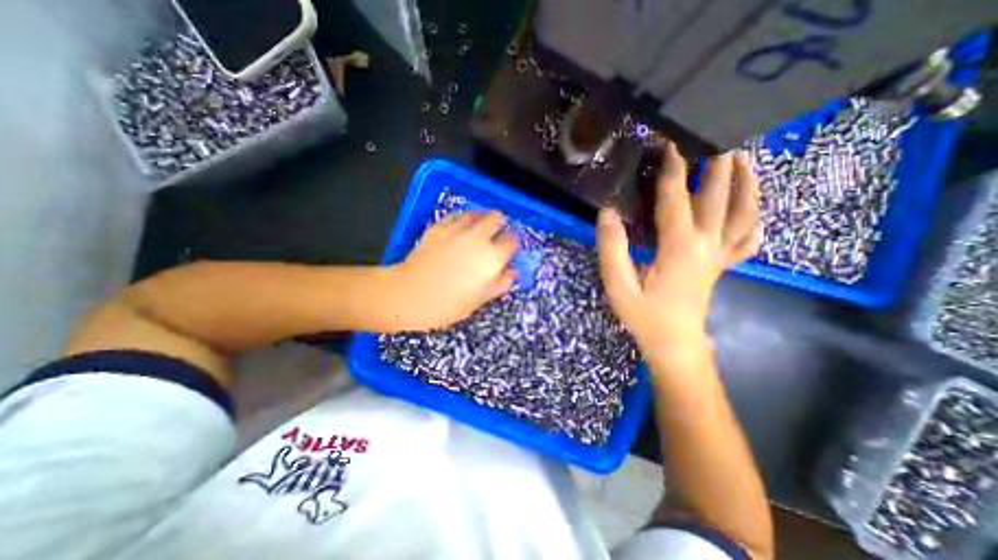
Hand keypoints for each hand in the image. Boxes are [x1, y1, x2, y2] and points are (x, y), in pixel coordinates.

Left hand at [382, 209, 517, 333]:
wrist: (410, 295)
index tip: (507, 250)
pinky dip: (460, 220)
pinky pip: (455, 215)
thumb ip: (501, 283)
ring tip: (475, 231)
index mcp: (492, 257)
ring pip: (476, 212)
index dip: (511, 244)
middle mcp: (478, 237)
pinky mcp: (438, 227)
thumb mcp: (481, 299)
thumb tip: (512, 272)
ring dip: (480, 219)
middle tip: (493, 236)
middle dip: (498, 224)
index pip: (511, 240)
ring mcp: (457, 229)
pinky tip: (456, 231)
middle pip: (496, 217)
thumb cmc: (449, 304)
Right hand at [596, 142, 761, 359]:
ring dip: (746, 183)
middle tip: (714, 135)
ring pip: (744, 212)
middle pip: (718, 196)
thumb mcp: (618, 285)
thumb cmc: (644, 315)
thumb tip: (608, 212)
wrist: (674, 343)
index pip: (676, 198)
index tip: (670, 142)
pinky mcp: (723, 265)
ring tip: (743, 159)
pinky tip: (752, 208)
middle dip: (716, 163)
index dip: (672, 168)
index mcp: (679, 247)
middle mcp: (707, 245)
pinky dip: (755, 219)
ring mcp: (721, 255)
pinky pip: (749, 238)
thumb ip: (612, 248)